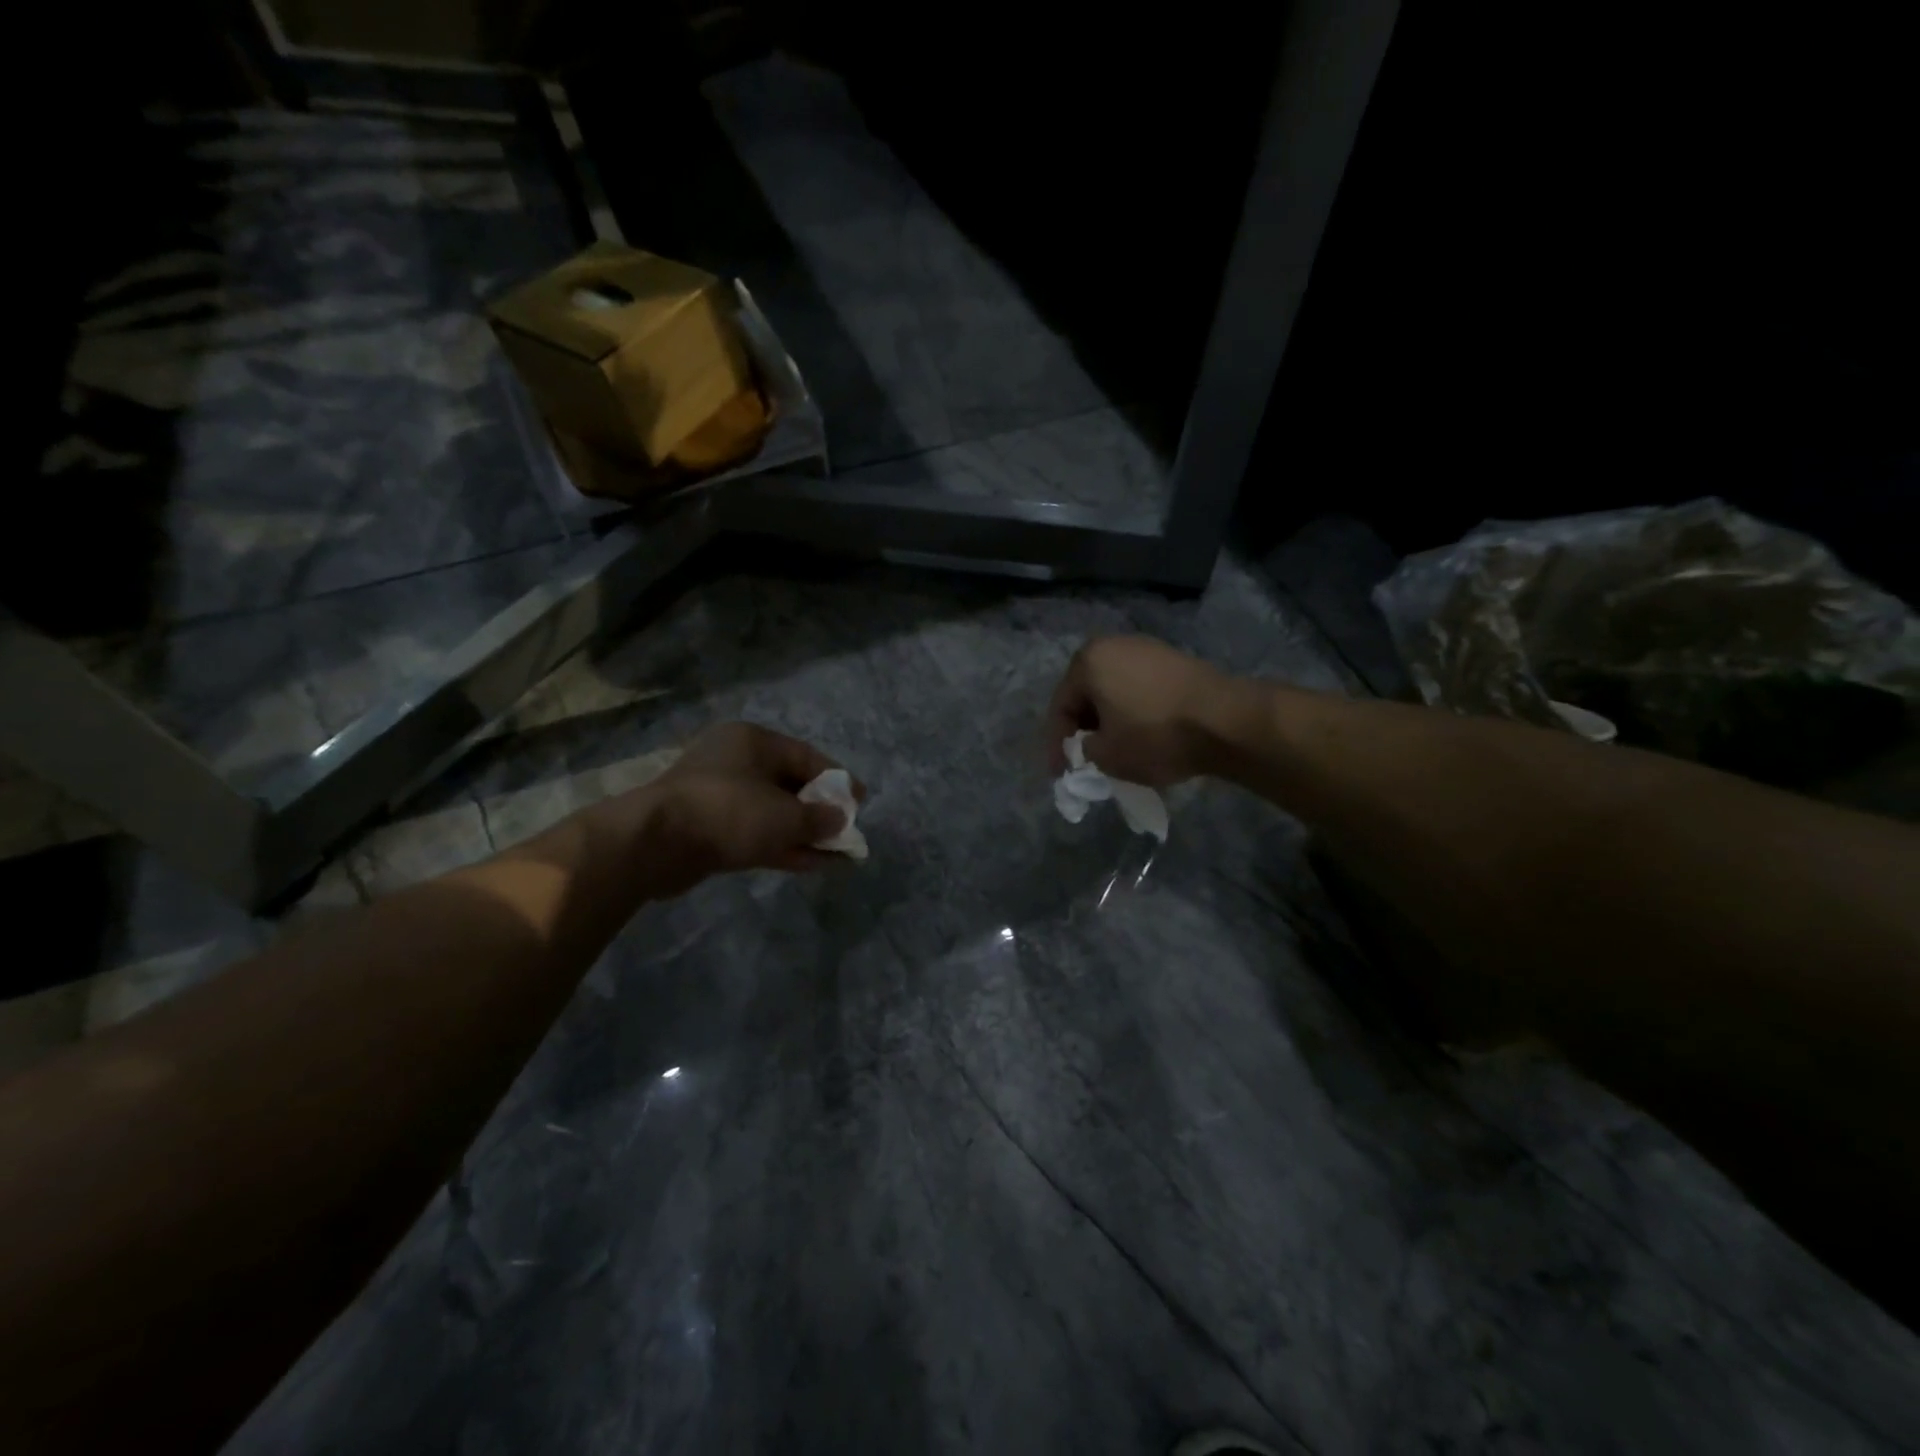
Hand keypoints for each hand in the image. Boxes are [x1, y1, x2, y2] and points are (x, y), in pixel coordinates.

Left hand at [630, 723, 862, 898]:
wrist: (656, 843)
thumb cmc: (729, 811)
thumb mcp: (785, 815)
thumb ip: (819, 817)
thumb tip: (839, 818)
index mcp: (753, 741)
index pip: (807, 756)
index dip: (837, 779)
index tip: (859, 801)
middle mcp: (735, 761)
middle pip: (789, 784)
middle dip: (820, 810)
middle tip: (845, 830)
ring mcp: (719, 795)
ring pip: (772, 812)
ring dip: (803, 833)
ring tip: (835, 854)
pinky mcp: (708, 827)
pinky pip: (754, 832)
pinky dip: (781, 845)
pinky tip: (809, 863)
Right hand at [1044, 636, 1240, 786]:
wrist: (1227, 721)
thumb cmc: (1156, 735)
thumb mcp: (1107, 756)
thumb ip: (1085, 750)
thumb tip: (1093, 745)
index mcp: (1088, 661)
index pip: (1061, 707)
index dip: (1056, 744)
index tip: (1060, 773)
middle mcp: (1114, 645)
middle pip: (1087, 694)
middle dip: (1084, 728)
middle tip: (1084, 758)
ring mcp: (1148, 648)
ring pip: (1114, 690)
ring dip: (1110, 719)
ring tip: (1113, 749)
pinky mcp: (1174, 660)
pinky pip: (1140, 688)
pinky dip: (1134, 711)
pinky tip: (1141, 734)